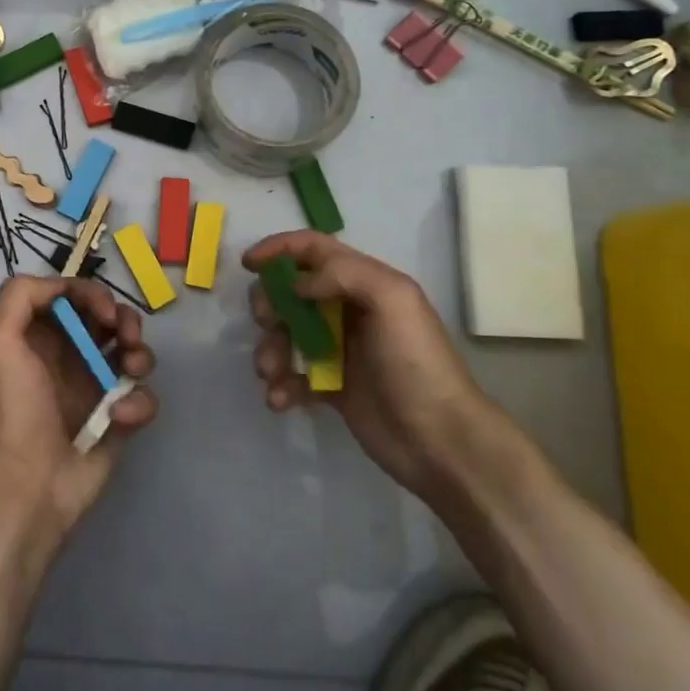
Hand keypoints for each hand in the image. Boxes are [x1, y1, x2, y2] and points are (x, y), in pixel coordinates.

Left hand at [0, 276, 157, 534]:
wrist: (26, 485)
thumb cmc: (11, 407)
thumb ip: (20, 296)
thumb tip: (63, 288)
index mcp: (39, 336)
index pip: (74, 297)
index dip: (93, 295)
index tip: (104, 313)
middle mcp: (68, 357)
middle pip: (109, 319)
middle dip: (125, 320)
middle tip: (125, 337)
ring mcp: (95, 389)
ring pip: (132, 353)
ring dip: (140, 354)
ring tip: (131, 371)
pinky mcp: (117, 422)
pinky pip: (142, 397)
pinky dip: (139, 403)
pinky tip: (120, 419)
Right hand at [243, 231, 489, 495]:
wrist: (441, 441)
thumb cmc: (416, 363)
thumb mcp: (392, 300)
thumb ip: (342, 274)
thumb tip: (297, 284)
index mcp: (365, 283)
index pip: (314, 249)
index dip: (279, 249)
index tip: (249, 264)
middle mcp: (347, 309)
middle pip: (291, 291)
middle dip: (270, 303)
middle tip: (268, 323)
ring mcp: (337, 349)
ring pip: (285, 334)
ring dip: (270, 350)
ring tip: (271, 373)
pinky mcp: (330, 387)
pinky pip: (291, 376)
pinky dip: (279, 384)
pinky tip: (280, 400)